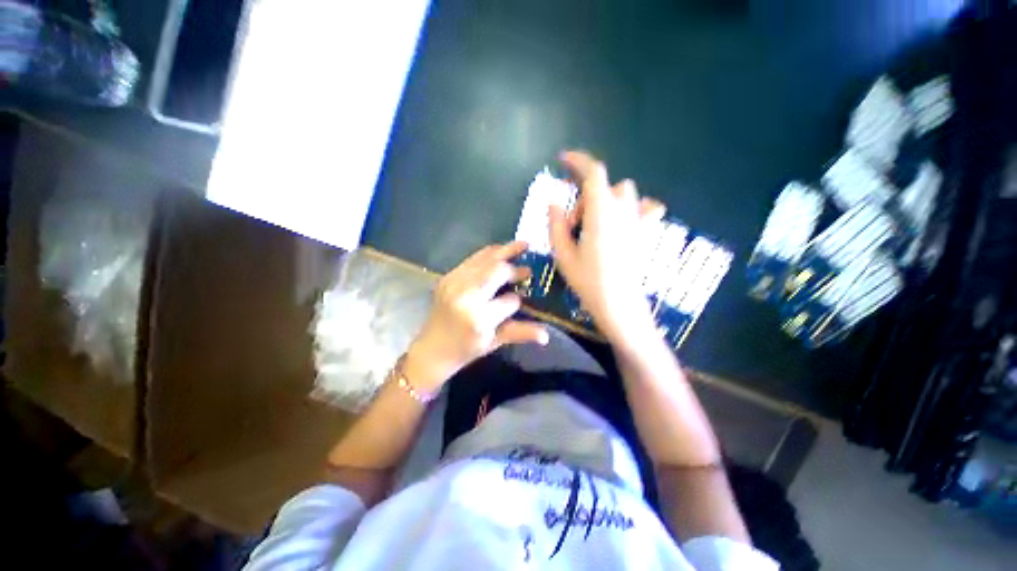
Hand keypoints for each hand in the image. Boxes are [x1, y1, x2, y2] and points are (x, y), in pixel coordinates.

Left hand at [406, 241, 549, 390]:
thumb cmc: (466, 349)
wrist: (432, 348)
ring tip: (522, 245)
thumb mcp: (494, 342)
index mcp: (479, 318)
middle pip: (497, 271)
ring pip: (485, 259)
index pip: (510, 300)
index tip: (524, 296)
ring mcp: (454, 283)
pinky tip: (500, 252)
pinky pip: (473, 259)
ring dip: (505, 251)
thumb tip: (546, 335)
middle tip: (529, 266)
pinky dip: (489, 254)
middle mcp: (465, 296)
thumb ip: (520, 333)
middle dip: (515, 268)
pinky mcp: (448, 276)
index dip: (519, 298)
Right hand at [549, 150, 666, 346]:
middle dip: (584, 196)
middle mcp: (623, 211)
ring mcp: (637, 221)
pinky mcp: (644, 233)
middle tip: (572, 224)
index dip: (578, 161)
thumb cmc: (588, 281)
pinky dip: (632, 206)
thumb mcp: (563, 254)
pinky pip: (645, 208)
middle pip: (604, 185)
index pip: (593, 173)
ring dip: (605, 199)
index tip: (563, 160)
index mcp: (601, 213)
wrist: (620, 305)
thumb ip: (555, 224)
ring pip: (623, 193)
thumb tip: (553, 202)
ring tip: (593, 224)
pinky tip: (622, 221)